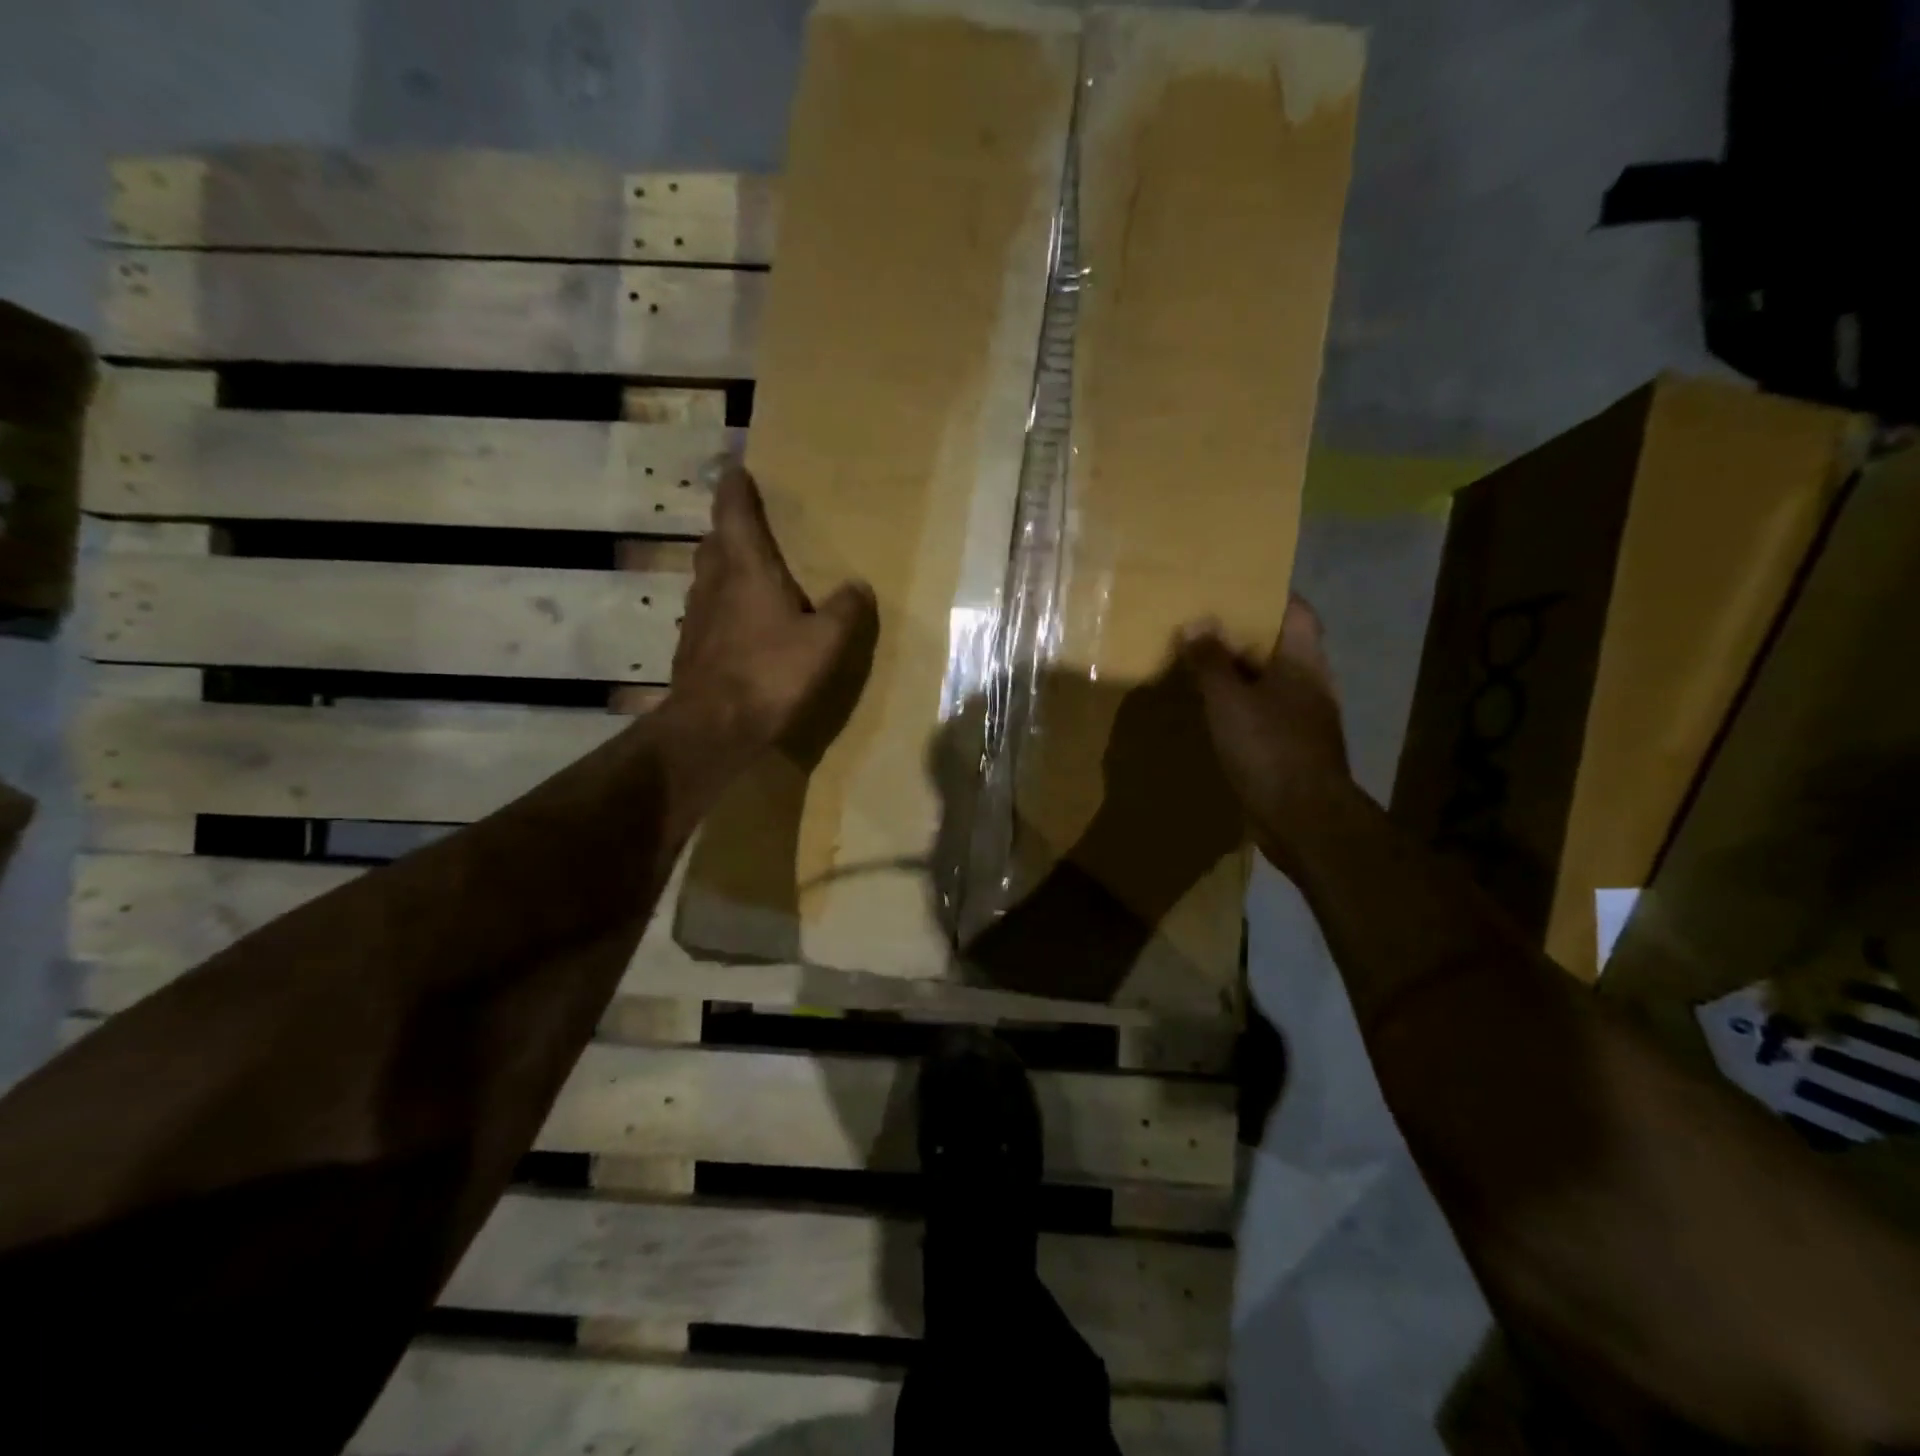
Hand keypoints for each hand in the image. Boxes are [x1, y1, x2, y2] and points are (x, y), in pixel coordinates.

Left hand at [670, 463, 875, 758]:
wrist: (712, 729)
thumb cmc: (770, 675)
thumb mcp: (825, 643)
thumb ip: (845, 611)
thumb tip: (858, 586)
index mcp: (746, 570)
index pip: (735, 514)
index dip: (736, 490)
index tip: (737, 469)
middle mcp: (714, 585)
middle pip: (715, 544)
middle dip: (729, 530)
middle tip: (749, 527)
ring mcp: (696, 619)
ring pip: (707, 580)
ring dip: (723, 570)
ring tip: (748, 576)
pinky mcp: (691, 650)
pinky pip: (707, 614)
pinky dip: (722, 608)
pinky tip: (740, 628)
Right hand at [1179, 595, 1355, 872]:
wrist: (1304, 819)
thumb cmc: (1269, 748)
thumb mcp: (1229, 700)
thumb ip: (1211, 661)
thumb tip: (1197, 621)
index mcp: (1303, 662)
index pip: (1297, 611)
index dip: (1270, 595)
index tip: (1236, 588)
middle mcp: (1311, 684)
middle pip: (1282, 646)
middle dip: (1246, 635)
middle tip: (1205, 626)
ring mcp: (1306, 719)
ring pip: (1272, 682)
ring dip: (1242, 674)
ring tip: (1203, 667)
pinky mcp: (1294, 749)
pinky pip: (1266, 715)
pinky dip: (1243, 707)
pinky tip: (1216, 714)